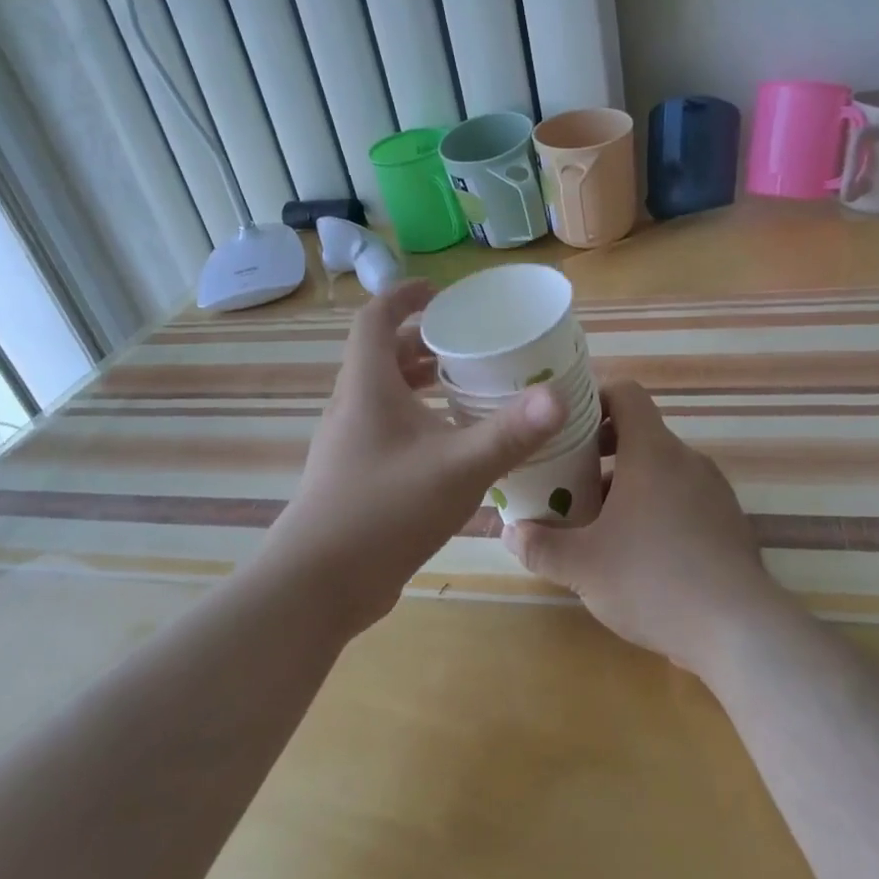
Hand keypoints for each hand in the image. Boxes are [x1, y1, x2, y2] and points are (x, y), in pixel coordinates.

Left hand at [269, 280, 565, 633]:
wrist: (319, 585)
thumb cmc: (384, 511)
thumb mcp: (457, 468)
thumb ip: (510, 433)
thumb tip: (558, 396)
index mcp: (367, 387)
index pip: (375, 318)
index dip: (405, 297)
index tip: (442, 293)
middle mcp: (352, 407)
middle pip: (383, 356)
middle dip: (424, 343)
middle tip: (469, 345)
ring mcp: (350, 444)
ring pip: (385, 396)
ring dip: (421, 384)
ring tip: (466, 389)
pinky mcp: (355, 476)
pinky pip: (388, 430)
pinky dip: (418, 422)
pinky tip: (453, 448)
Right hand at [501, 380, 788, 674]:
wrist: (739, 630)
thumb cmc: (653, 580)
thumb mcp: (582, 567)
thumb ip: (540, 546)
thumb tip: (511, 532)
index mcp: (653, 452)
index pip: (626, 394)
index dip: (593, 398)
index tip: (565, 425)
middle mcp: (687, 460)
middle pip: (640, 434)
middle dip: (599, 453)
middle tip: (567, 481)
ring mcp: (714, 491)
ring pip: (661, 471)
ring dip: (626, 485)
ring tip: (596, 524)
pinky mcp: (728, 523)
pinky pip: (683, 499)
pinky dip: (656, 509)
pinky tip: (638, 553)